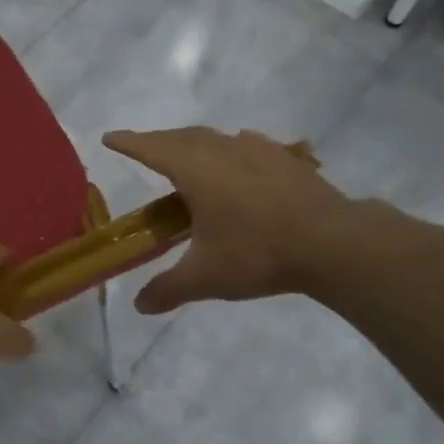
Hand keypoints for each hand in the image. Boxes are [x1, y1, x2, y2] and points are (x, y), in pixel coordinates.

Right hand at [103, 127, 350, 313]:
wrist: (333, 243)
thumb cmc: (259, 253)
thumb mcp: (205, 278)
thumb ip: (168, 289)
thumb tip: (139, 306)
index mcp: (196, 170)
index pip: (152, 149)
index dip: (128, 143)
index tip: (109, 138)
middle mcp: (223, 150)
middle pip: (182, 137)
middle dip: (158, 141)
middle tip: (143, 150)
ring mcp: (258, 150)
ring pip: (215, 138)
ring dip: (193, 143)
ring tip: (186, 157)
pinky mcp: (285, 159)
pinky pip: (247, 145)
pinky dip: (229, 149)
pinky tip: (237, 161)